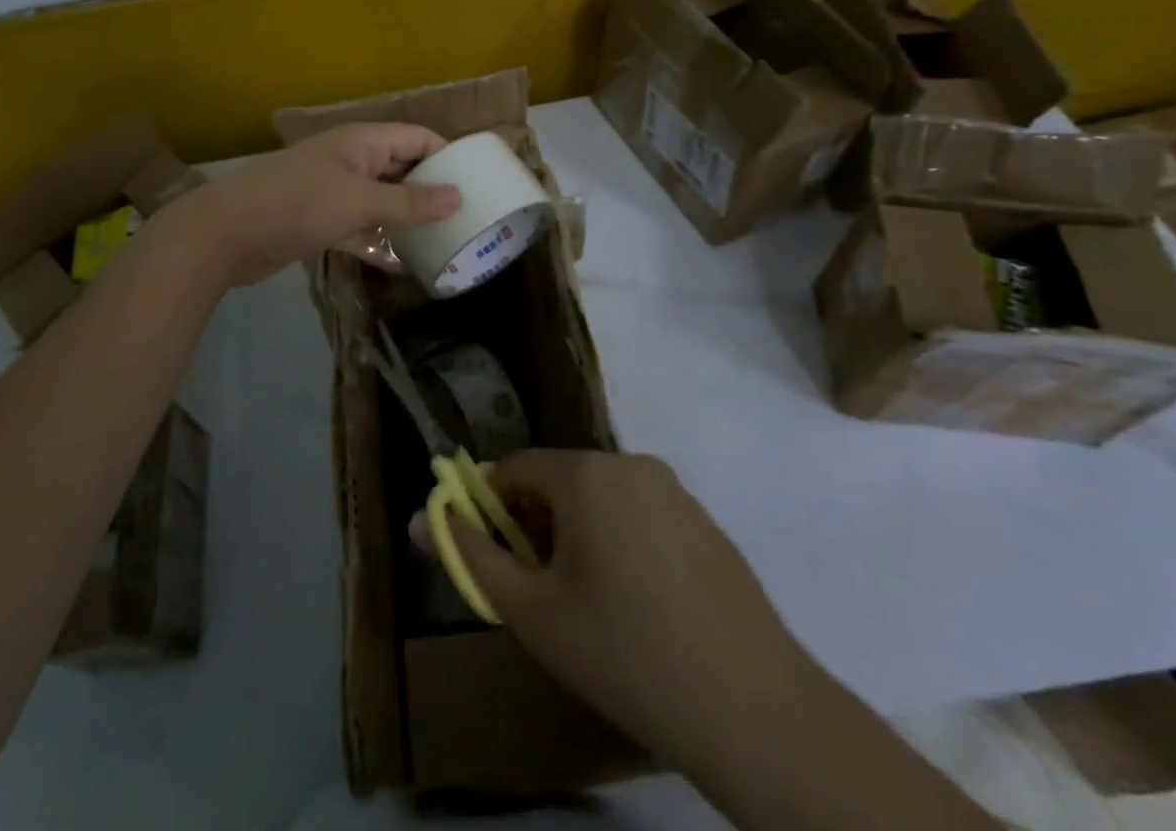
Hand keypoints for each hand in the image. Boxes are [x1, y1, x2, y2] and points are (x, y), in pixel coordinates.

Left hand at [182, 123, 462, 286]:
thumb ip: (409, 202)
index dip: (447, 153)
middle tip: (470, 214)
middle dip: (431, 189)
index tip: (480, 179)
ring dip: (408, 219)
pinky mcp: (320, 222)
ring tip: (447, 240)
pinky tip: (405, 266)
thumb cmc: (297, 204)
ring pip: (382, 202)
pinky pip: (360, 229)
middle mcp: (351, 162)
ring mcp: (334, 193)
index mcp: (362, 142)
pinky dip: (379, 243)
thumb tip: (459, 196)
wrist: (227, 233)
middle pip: (401, 169)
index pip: (416, 137)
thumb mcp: (359, 201)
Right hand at [443, 451, 803, 760]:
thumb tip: (421, 518)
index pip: (516, 468)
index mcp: (586, 473)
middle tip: (545, 591)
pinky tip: (643, 609)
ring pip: (603, 499)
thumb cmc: (624, 652)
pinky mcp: (707, 524)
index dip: (494, 509)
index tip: (498, 560)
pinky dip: (625, 545)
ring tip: (593, 606)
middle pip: (561, 481)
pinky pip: (643, 517)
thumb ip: (470, 556)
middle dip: (539, 525)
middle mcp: (631, 464)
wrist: (754, 711)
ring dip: (581, 535)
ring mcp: (676, 492)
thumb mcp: (531, 611)